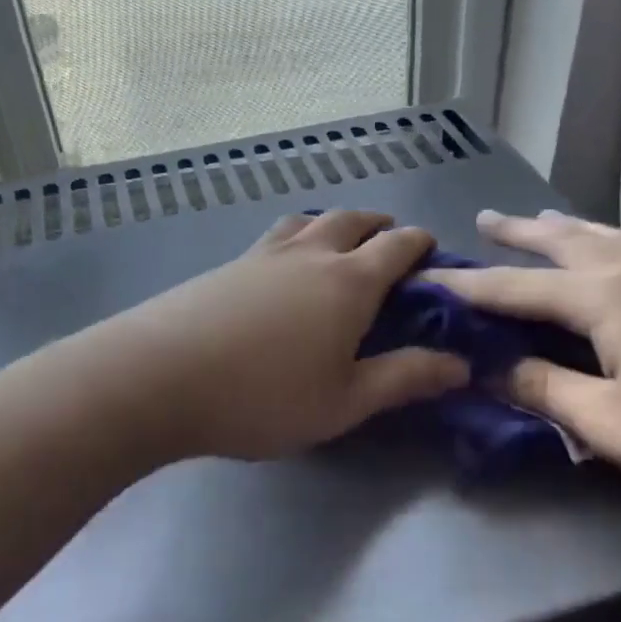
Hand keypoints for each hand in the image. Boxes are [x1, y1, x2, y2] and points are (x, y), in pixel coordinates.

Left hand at [94, 209, 468, 462]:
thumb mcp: (345, 401)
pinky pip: (274, 237)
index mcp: (349, 282)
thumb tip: (461, 364)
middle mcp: (310, 255)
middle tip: (390, 241)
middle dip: (379, 225)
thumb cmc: (263, 396)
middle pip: (352, 220)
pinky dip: (295, 238)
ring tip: (338, 242)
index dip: (420, 244)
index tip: (432, 252)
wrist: (159, 377)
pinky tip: (282, 267)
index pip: (397, 246)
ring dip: (333, 224)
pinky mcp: (226, 266)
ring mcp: (263, 255)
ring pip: (308, 220)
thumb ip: (404, 378)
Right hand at [426, 211, 620, 530]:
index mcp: (609, 299)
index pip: (520, 288)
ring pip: (606, 236)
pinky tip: (613, 246)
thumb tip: (490, 368)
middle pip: (564, 241)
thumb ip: (545, 389)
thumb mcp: (609, 424)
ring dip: (565, 228)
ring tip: (539, 221)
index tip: (431, 276)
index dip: (471, 286)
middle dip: (518, 233)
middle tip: (483, 219)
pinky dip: (608, 238)